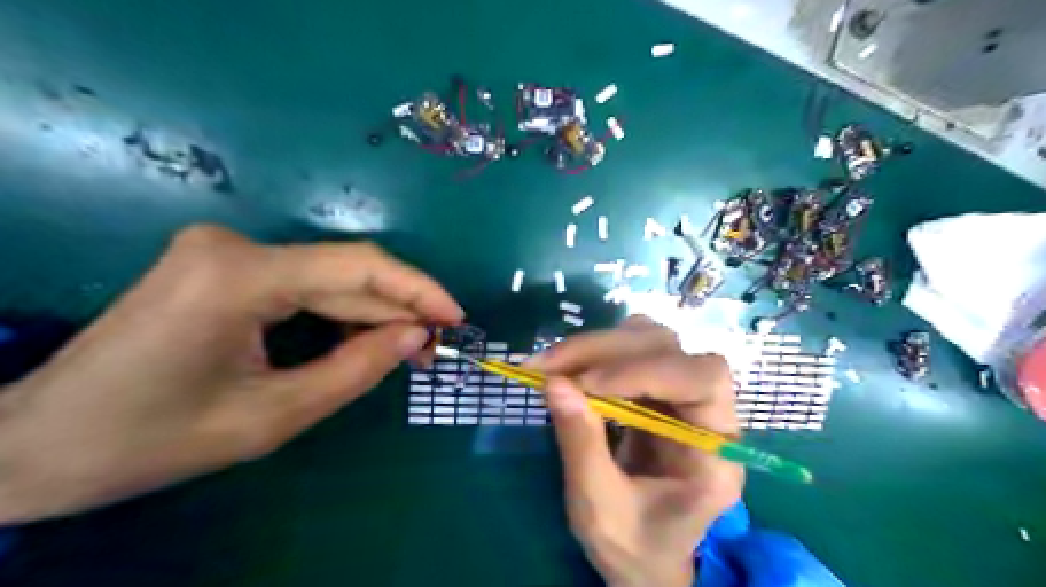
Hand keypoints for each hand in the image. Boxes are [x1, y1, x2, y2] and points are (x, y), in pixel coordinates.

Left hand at [0, 225, 460, 522]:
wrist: (40, 443)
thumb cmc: (153, 440)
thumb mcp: (272, 416)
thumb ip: (356, 370)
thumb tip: (416, 336)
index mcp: (237, 278)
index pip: (357, 268)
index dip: (417, 290)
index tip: (456, 317)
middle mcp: (232, 246)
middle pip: (343, 272)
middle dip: (397, 309)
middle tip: (434, 347)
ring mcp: (223, 250)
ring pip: (326, 278)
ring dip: (370, 312)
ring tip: (407, 349)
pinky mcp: (221, 265)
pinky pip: (302, 284)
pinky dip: (338, 312)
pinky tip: (360, 338)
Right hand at [532, 316, 741, 586]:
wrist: (647, 556)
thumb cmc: (634, 546)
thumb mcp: (599, 509)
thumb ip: (581, 445)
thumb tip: (554, 382)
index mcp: (717, 453)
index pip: (703, 381)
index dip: (647, 370)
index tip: (587, 382)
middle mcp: (708, 413)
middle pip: (669, 350)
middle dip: (605, 351)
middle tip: (547, 365)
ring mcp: (681, 396)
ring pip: (649, 340)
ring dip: (597, 345)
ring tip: (553, 364)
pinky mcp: (656, 390)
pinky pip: (630, 351)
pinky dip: (594, 353)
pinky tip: (568, 369)